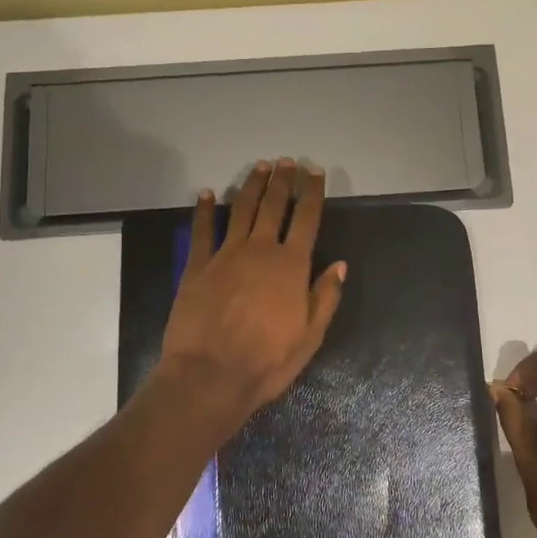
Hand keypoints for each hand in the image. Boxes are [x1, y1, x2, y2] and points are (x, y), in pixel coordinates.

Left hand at [154, 159, 347, 430]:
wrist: (210, 376)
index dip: (311, 192)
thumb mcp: (310, 336)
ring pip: (241, 210)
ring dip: (252, 186)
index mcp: (291, 265)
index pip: (306, 218)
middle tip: (286, 161)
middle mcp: (260, 250)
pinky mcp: (197, 266)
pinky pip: (201, 230)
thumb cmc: (267, 361)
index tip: (314, 171)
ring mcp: (225, 255)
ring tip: (260, 167)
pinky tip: (206, 193)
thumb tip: (339, 265)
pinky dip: (204, 209)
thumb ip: (326, 296)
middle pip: (273, 206)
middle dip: (282, 181)